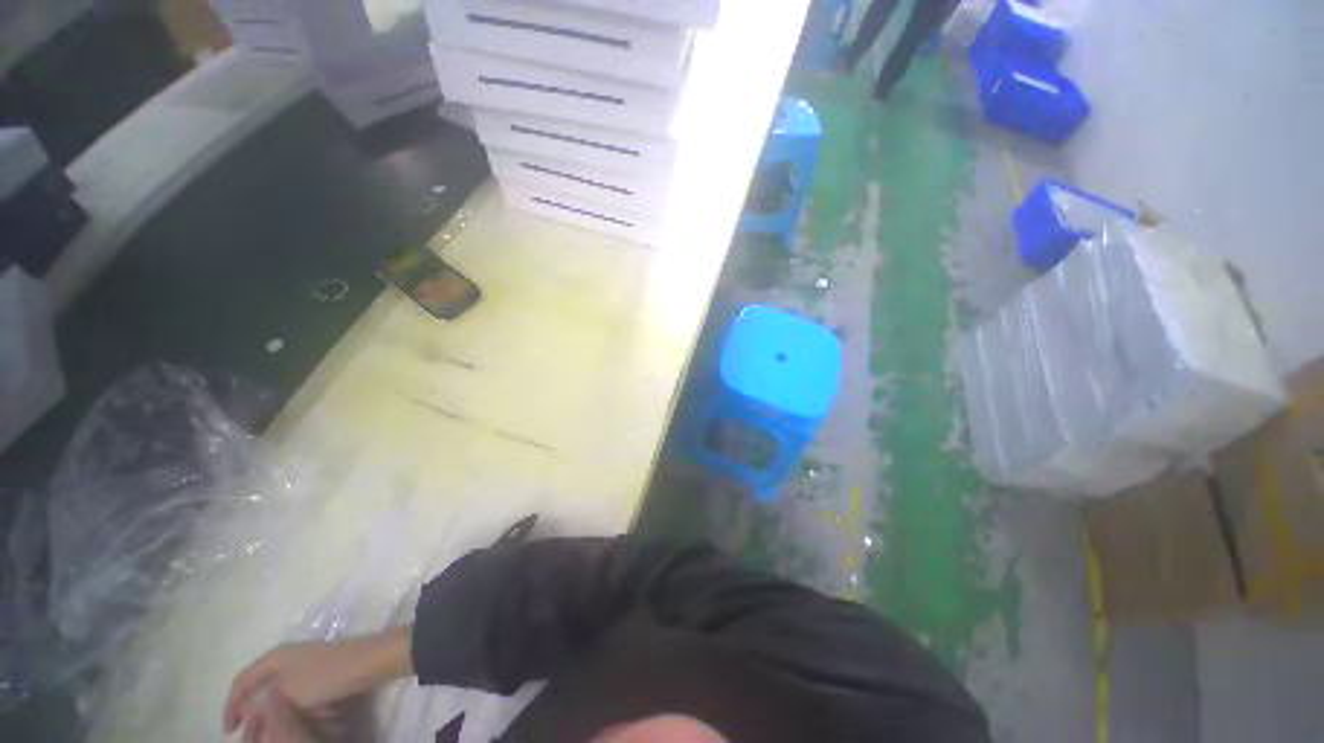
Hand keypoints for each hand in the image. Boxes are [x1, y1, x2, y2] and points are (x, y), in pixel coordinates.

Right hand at [224, 628, 413, 734]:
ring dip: (276, 717)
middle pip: (261, 690)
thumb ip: (262, 701)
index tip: (229, 731)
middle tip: (252, 739)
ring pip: (282, 697)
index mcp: (275, 657)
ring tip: (273, 736)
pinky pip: (301, 697)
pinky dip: (296, 712)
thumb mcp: (288, 692)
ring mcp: (307, 665)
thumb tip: (249, 707)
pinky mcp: (324, 674)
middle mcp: (288, 657)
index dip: (231, 705)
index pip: (242, 681)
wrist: (372, 662)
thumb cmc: (327, 676)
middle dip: (255, 717)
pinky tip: (300, 724)